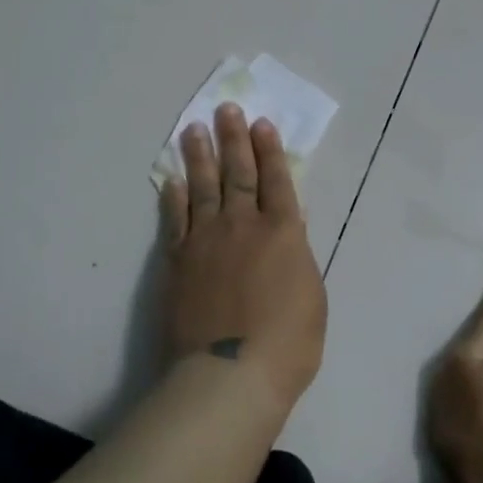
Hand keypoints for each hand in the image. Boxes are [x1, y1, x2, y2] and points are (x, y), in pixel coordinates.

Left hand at [160, 104, 326, 412]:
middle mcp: (243, 225)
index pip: (277, 180)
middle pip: (238, 173)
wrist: (229, 373)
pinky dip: (173, 197)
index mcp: (282, 233)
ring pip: (203, 187)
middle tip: (226, 109)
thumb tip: (287, 232)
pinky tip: (171, 180)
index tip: (261, 123)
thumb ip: (297, 258)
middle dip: (233, 139)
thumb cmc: (287, 344)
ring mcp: (206, 240)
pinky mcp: (178, 260)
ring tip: (193, 129)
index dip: (270, 150)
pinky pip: (175, 220)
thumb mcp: (312, 298)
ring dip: (199, 156)